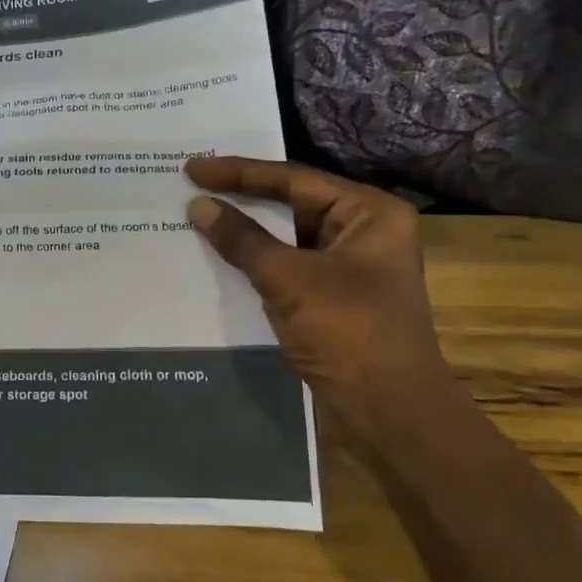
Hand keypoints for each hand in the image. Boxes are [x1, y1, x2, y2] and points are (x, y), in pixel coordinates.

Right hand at [184, 156, 448, 436]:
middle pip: (292, 202)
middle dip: (242, 196)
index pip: (293, 179)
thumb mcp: (288, 278)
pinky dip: (255, 259)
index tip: (193, 168)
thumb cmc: (347, 331)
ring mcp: (348, 266)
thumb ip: (241, 238)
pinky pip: (287, 265)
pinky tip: (220, 254)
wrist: (388, 413)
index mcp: (369, 212)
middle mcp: (363, 231)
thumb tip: (198, 206)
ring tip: (199, 213)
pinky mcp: (333, 297)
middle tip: (193, 184)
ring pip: (287, 236)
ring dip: (246, 229)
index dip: (239, 172)